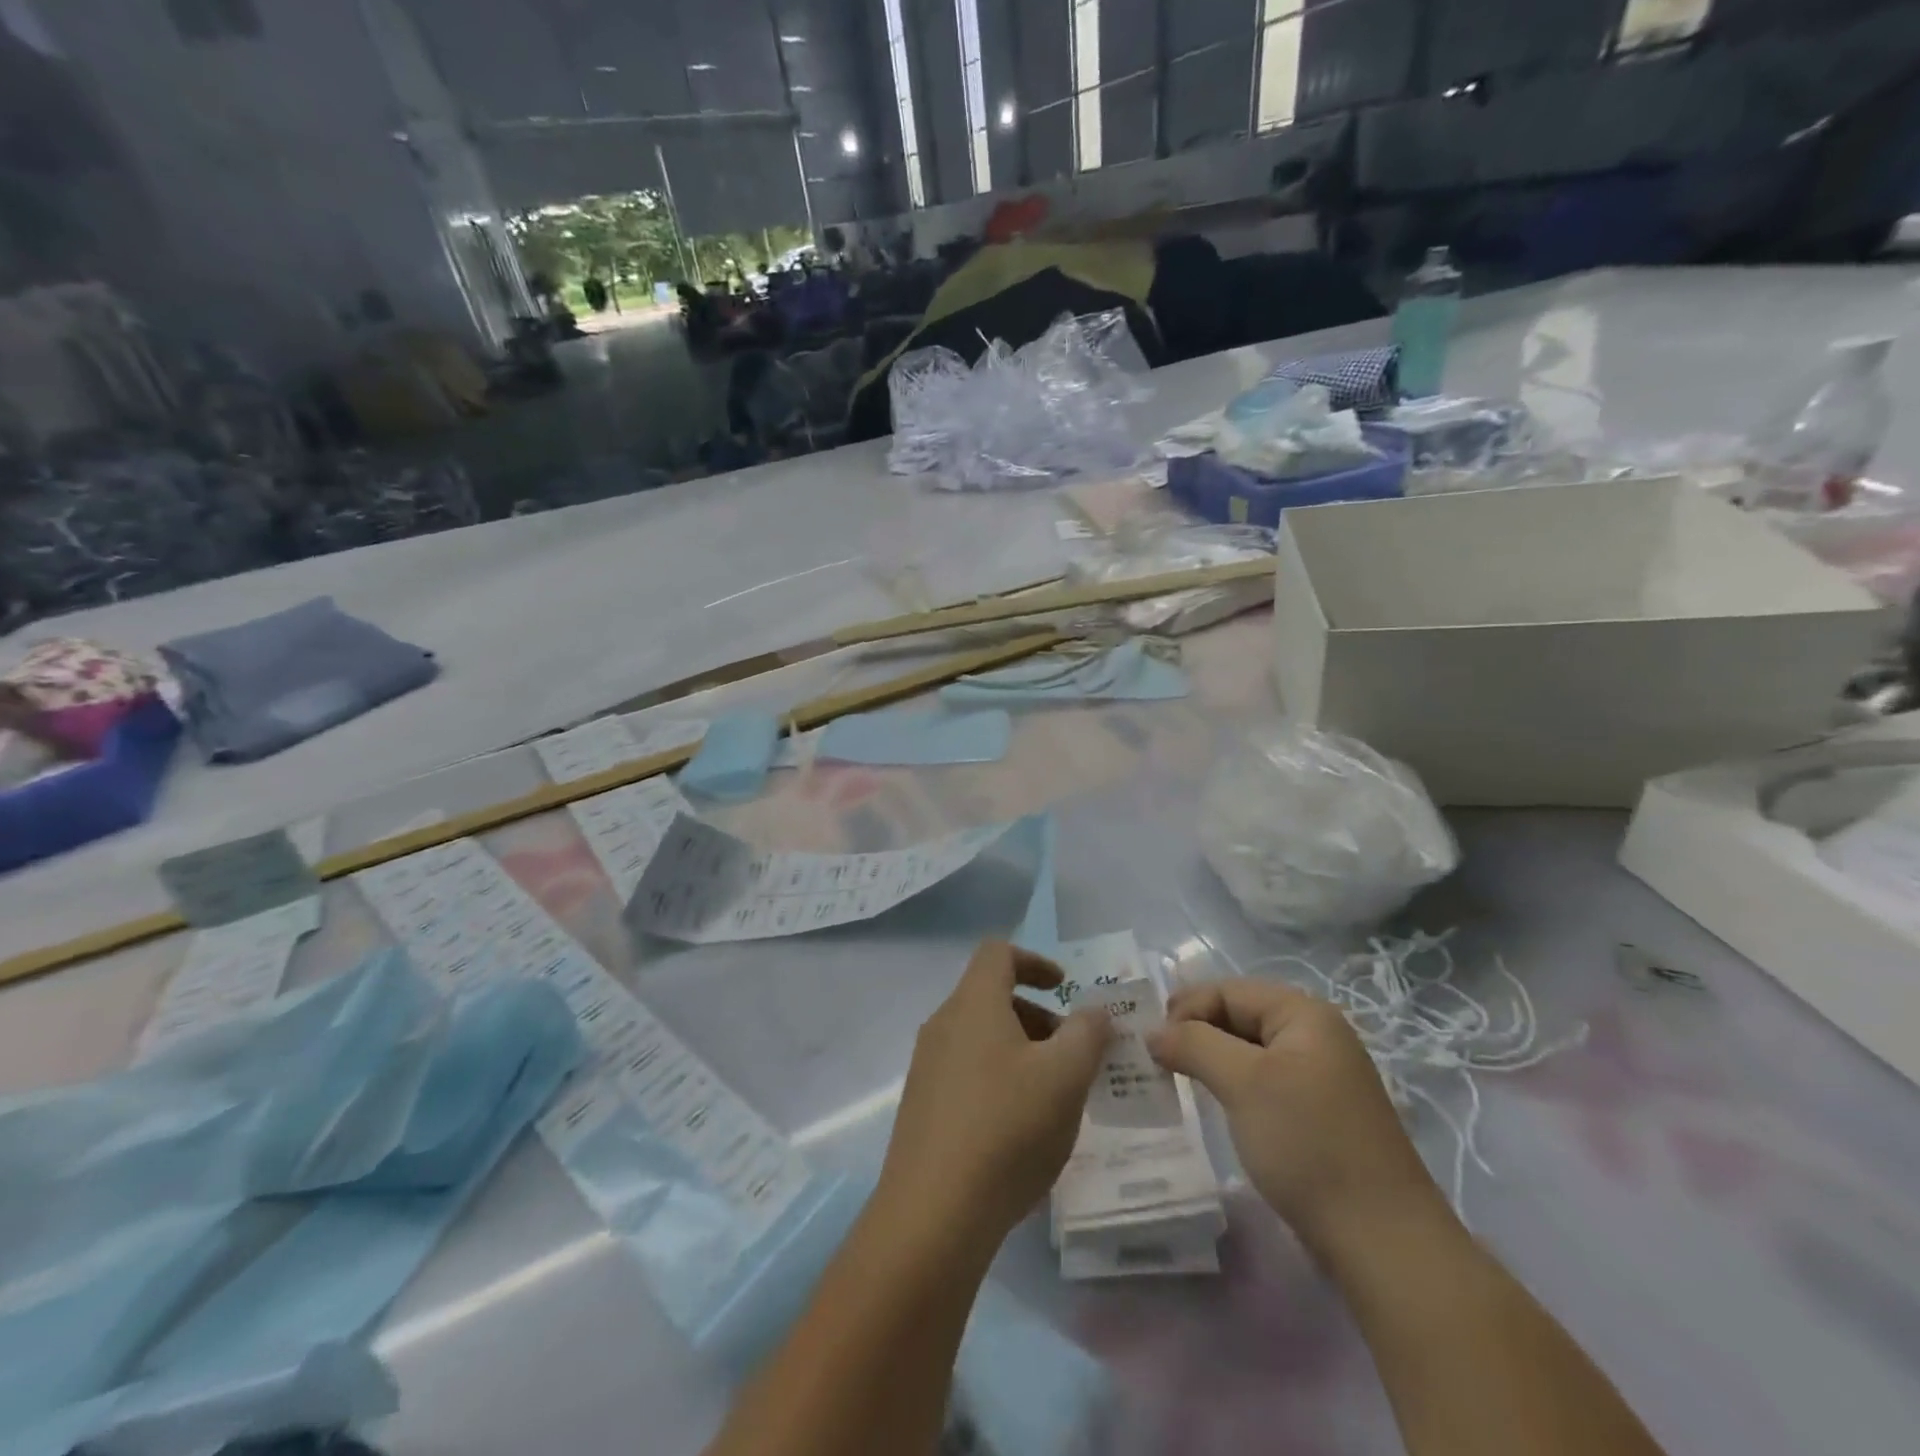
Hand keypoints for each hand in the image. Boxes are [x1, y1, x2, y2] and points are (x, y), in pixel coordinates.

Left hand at [876, 940, 1109, 1253]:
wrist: (933, 1213)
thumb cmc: (1007, 1128)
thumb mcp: (1065, 1076)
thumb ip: (1088, 1033)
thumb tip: (1094, 1011)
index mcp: (973, 1004)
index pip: (998, 953)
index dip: (1035, 960)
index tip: (1065, 988)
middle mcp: (943, 1025)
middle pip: (991, 997)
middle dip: (1038, 1016)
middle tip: (1072, 1054)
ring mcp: (927, 1067)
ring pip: (980, 1037)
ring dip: (1021, 1050)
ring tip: (1054, 1096)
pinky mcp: (922, 1107)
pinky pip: (967, 1072)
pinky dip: (999, 1079)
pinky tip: (1021, 1128)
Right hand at [1148, 979, 1441, 1248]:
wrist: (1382, 1242)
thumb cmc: (1308, 1144)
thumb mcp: (1243, 1083)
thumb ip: (1193, 1044)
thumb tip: (1152, 1032)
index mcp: (1304, 1014)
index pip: (1228, 991)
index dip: (1186, 1009)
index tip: (1150, 1044)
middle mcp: (1314, 1035)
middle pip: (1238, 1016)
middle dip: (1194, 1033)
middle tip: (1155, 1061)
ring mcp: (1317, 1076)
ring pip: (1247, 1051)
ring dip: (1209, 1060)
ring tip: (1175, 1081)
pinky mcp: (1315, 1113)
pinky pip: (1261, 1082)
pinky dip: (1231, 1086)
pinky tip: (1212, 1105)